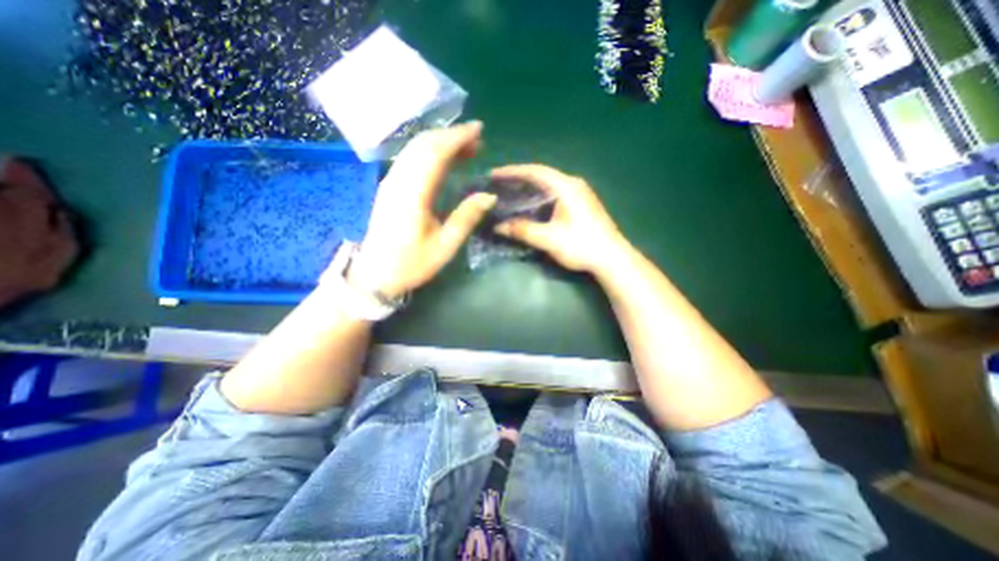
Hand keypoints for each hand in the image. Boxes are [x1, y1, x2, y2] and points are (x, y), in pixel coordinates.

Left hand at [347, 120, 497, 296]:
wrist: (374, 275)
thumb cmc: (412, 264)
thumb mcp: (445, 246)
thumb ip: (466, 218)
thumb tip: (489, 196)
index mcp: (413, 194)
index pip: (435, 153)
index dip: (457, 137)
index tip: (478, 130)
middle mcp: (398, 181)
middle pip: (423, 144)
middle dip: (451, 135)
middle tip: (477, 139)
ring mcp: (390, 182)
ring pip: (414, 149)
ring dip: (440, 142)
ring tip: (465, 148)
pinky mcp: (388, 187)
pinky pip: (409, 159)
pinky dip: (429, 152)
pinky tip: (444, 160)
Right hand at [491, 162, 626, 274]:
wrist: (612, 259)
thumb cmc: (582, 245)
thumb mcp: (549, 239)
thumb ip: (523, 230)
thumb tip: (498, 226)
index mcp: (566, 186)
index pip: (535, 171)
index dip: (513, 171)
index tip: (494, 174)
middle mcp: (573, 184)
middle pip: (542, 175)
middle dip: (519, 178)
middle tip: (500, 184)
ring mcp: (580, 194)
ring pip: (549, 184)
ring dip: (530, 187)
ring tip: (511, 193)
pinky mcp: (582, 205)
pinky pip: (555, 193)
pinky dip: (540, 195)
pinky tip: (532, 205)